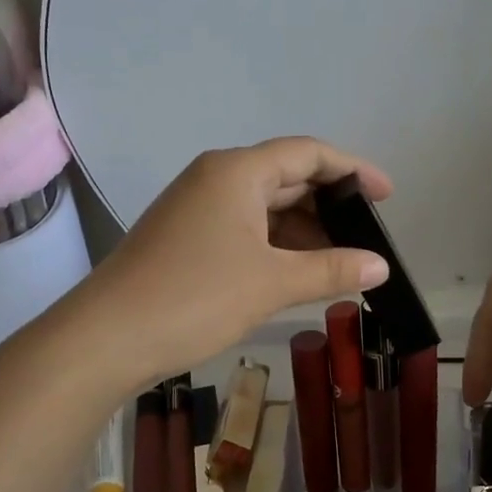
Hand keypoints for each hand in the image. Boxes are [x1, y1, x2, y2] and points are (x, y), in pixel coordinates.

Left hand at [74, 137, 392, 386]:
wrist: (105, 338)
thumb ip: (331, 269)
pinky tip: (298, 270)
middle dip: (330, 203)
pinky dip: (277, 244)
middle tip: (368, 234)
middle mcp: (216, 178)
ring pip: (265, 206)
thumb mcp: (272, 283)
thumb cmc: (195, 297)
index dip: (353, 169)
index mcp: (237, 171)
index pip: (308, 153)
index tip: (386, 194)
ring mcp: (197, 207)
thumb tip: (381, 267)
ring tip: (341, 259)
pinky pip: (245, 227)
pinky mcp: (186, 236)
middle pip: (287, 176)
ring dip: (304, 228)